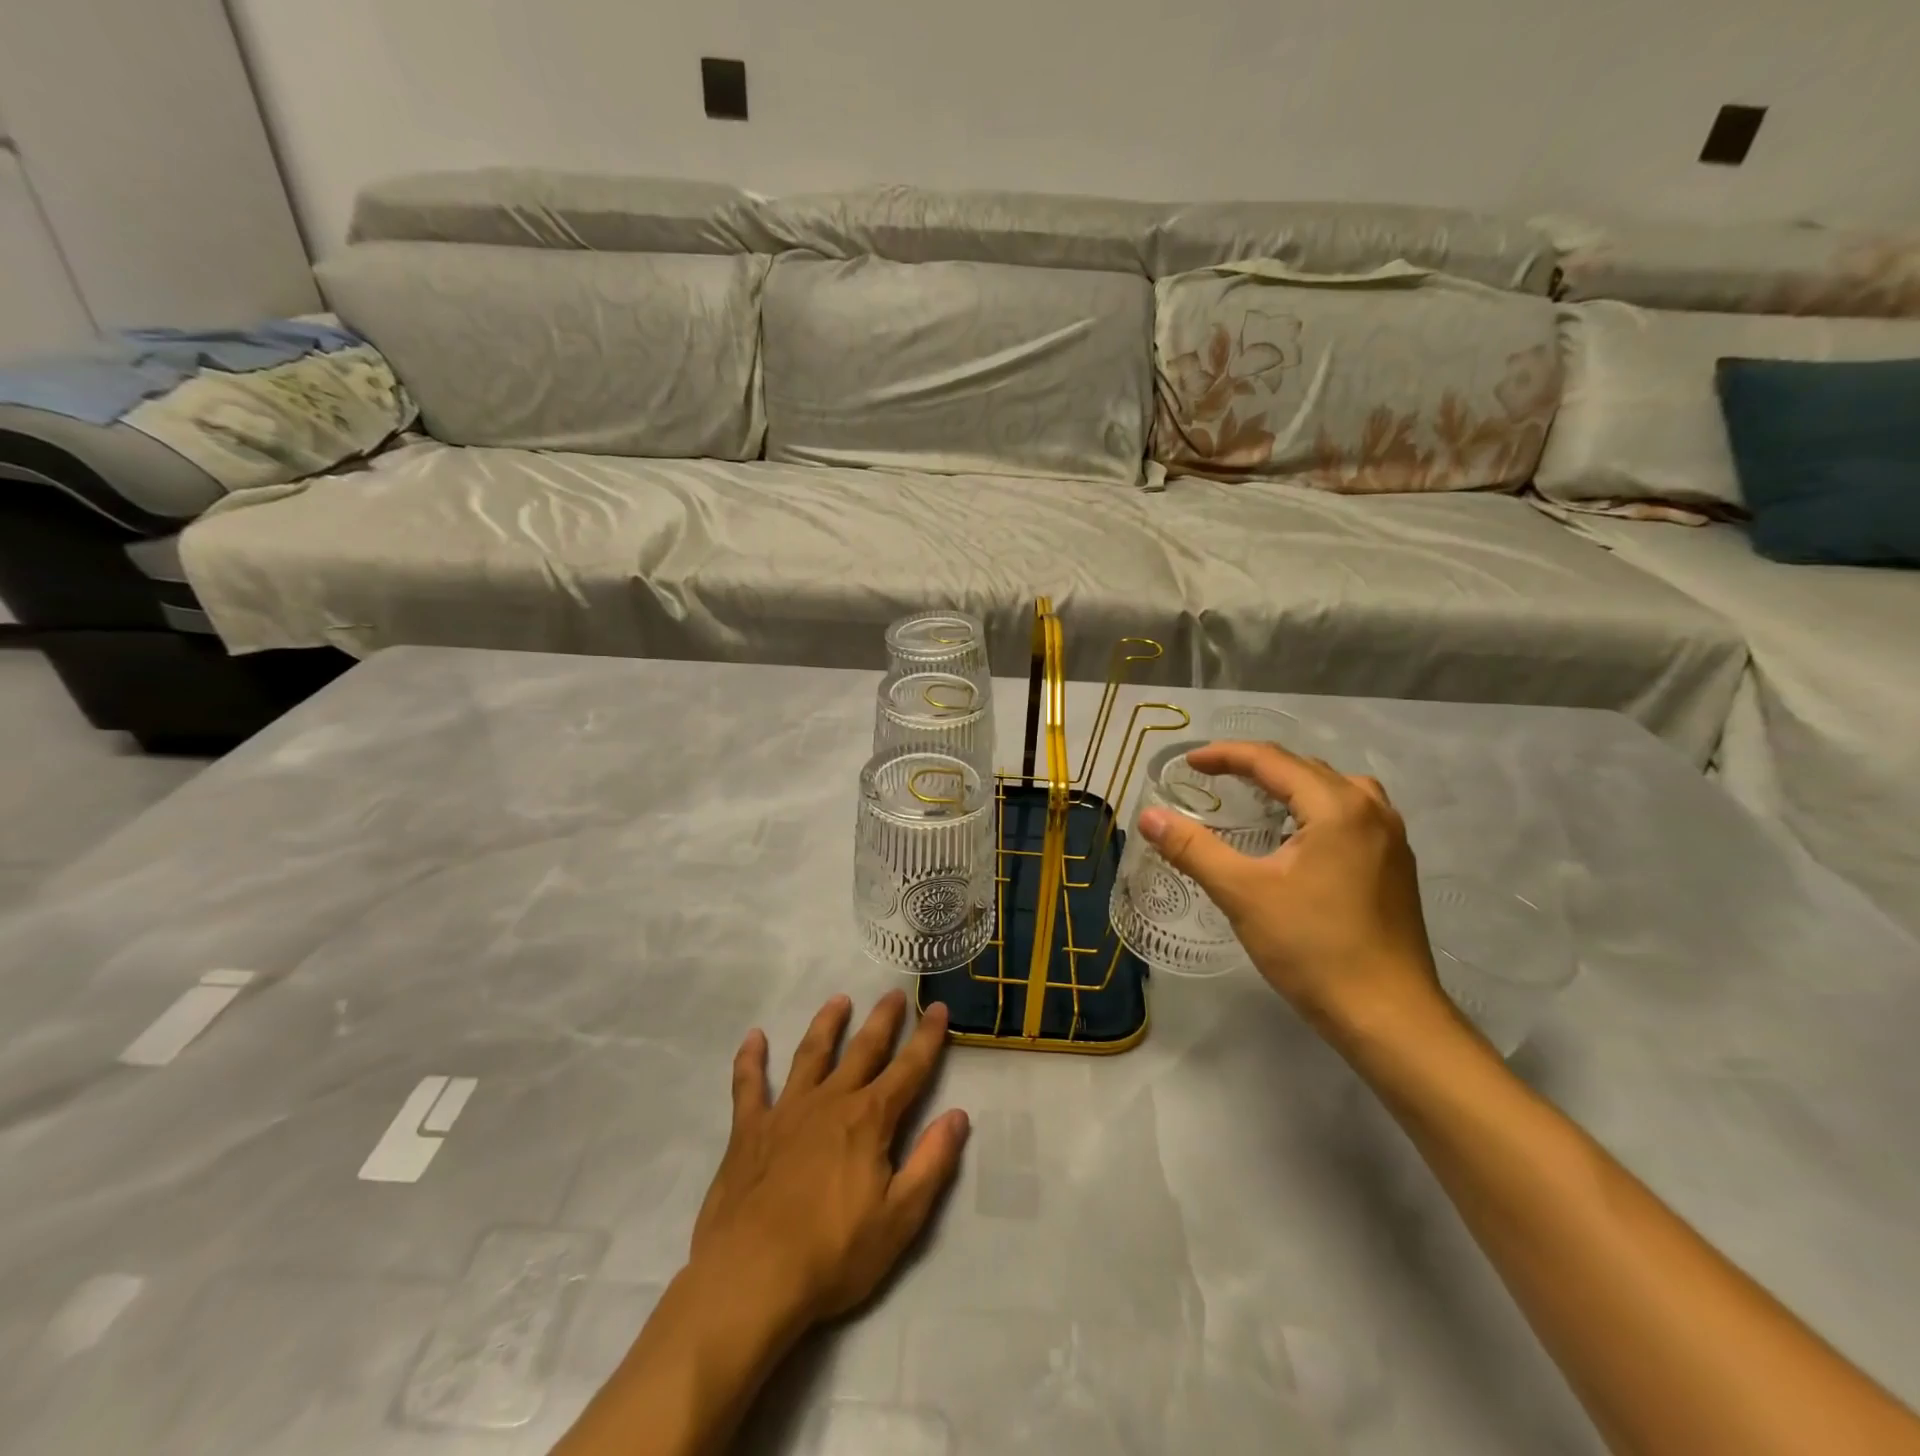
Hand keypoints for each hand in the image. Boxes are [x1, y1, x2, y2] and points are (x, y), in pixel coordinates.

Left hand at [689, 990, 969, 1336]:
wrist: (751, 1278)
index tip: (939, 1007)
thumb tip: (958, 1115)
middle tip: (894, 993)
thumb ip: (932, 1163)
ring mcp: (786, 1111)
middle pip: (863, 1049)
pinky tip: (753, 1037)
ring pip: (811, 1054)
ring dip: (827, 1024)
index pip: (908, 1069)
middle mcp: (831, 1101)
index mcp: (869, 1119)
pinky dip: (750, 1059)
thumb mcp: (900, 1219)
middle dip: (882, 1020)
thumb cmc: (833, 1254)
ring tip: (838, 1000)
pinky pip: (748, 1085)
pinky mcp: (749, 1130)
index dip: (927, 1038)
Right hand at [1138, 740, 1450, 1046]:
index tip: (1188, 763)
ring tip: (1257, 799)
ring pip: (1335, 789)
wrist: (1389, 1017)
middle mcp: (1371, 810)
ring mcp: (1391, 839)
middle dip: (1256, 767)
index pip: (1272, 760)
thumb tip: (1148, 816)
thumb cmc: (1313, 949)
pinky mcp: (1396, 866)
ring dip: (1291, 785)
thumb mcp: (1242, 894)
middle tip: (1214, 779)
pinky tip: (1297, 838)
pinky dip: (1316, 809)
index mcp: (1336, 807)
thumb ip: (1193, 848)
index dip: (1225, 755)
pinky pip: (1352, 814)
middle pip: (1306, 768)